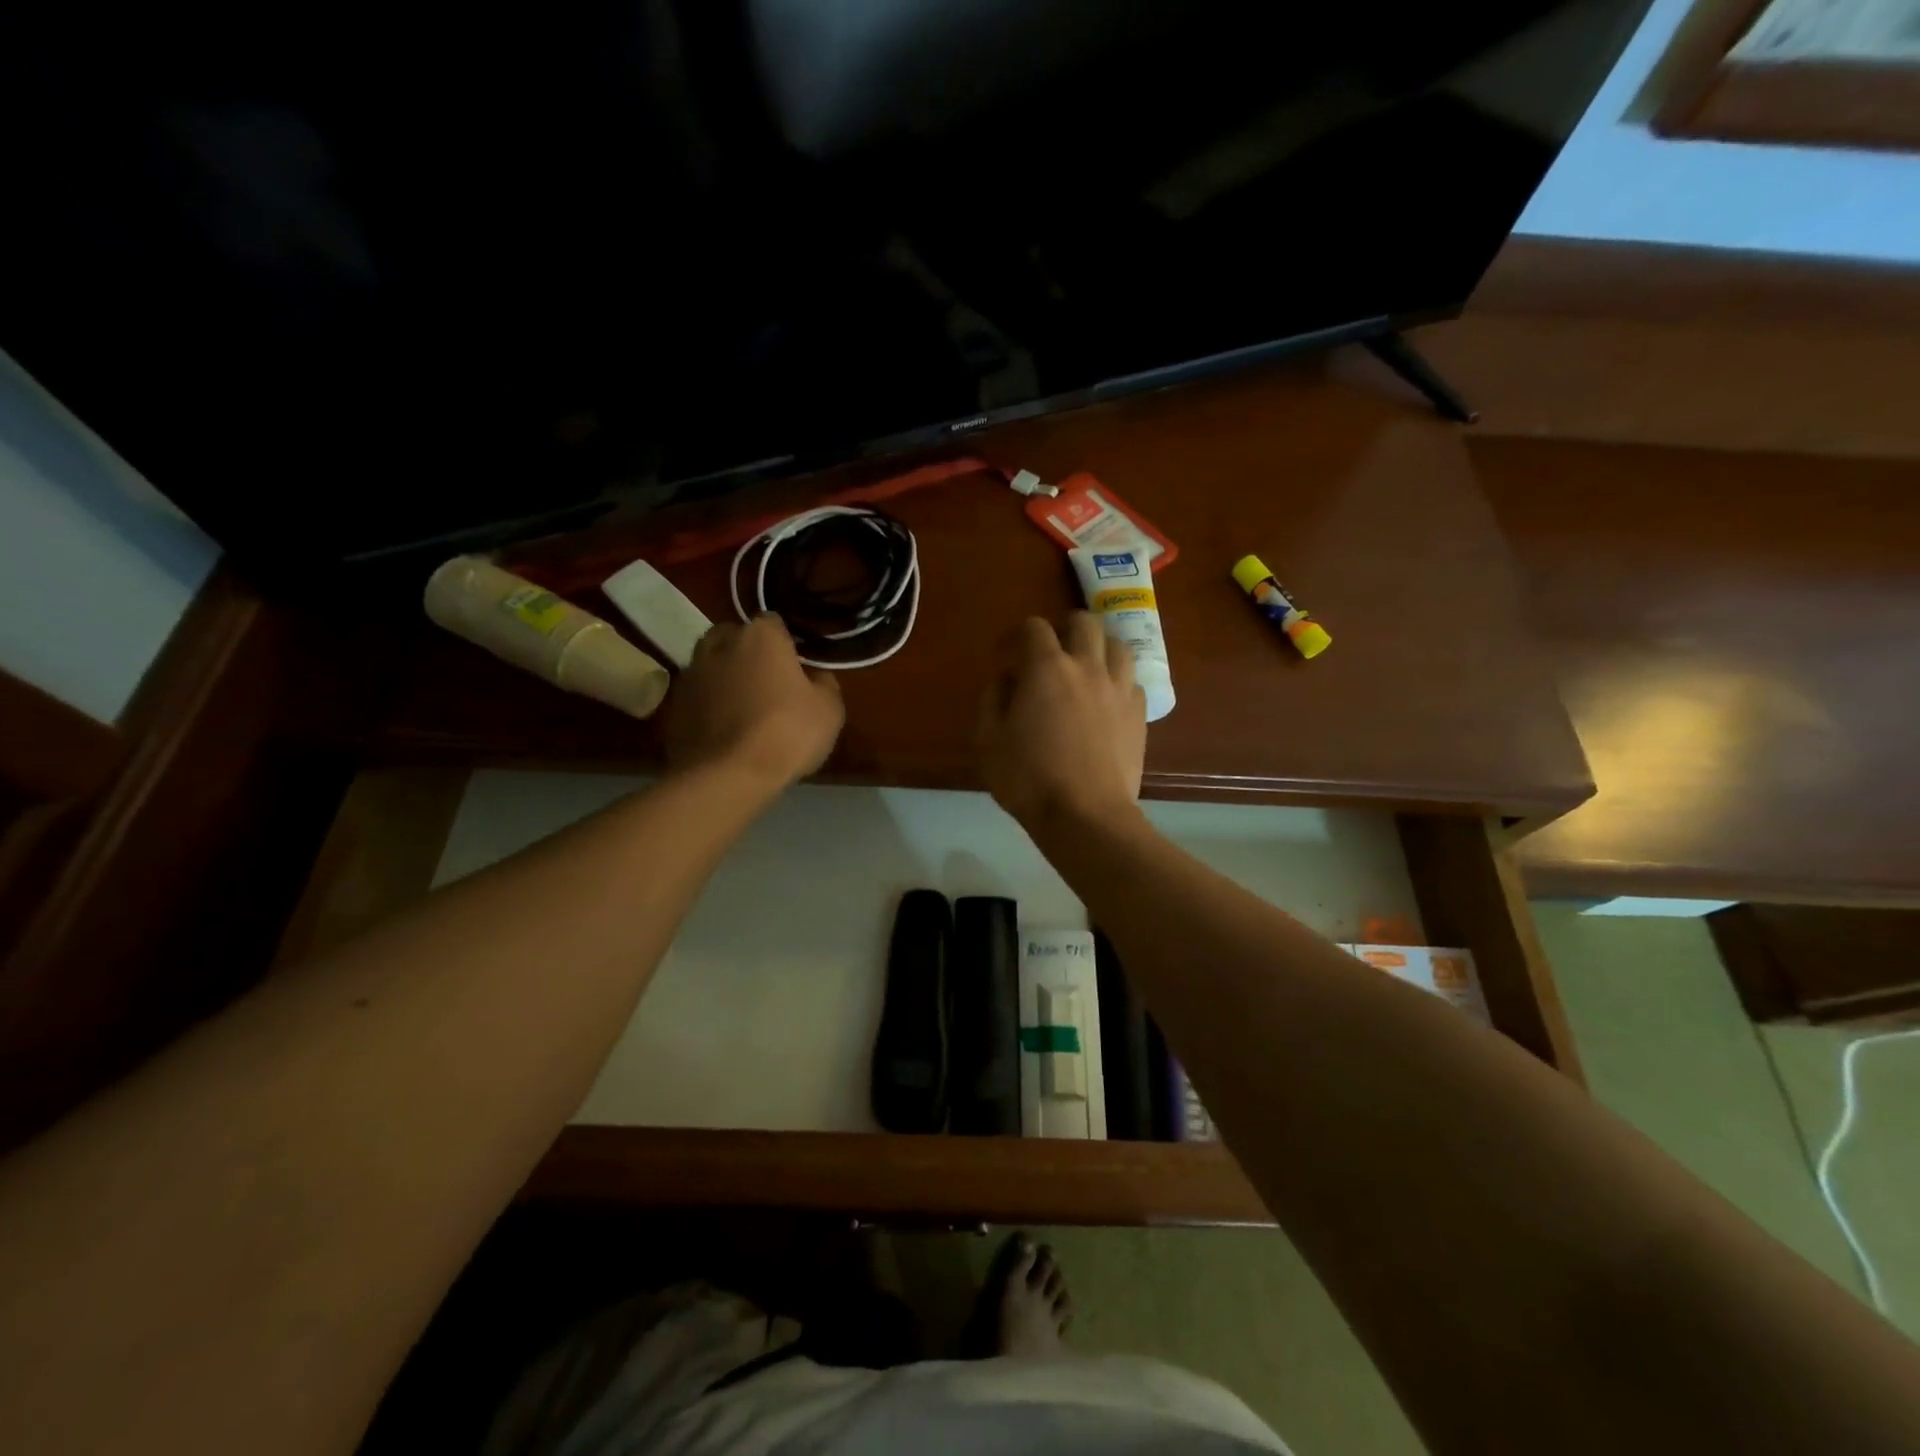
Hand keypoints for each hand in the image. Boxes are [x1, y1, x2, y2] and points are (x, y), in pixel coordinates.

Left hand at [664, 615, 844, 789]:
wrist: (728, 776)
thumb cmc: (787, 733)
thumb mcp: (830, 709)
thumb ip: (823, 683)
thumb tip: (815, 677)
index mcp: (760, 636)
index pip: (773, 622)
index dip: (785, 642)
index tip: (795, 664)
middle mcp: (719, 645)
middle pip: (733, 636)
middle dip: (747, 652)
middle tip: (766, 680)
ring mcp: (691, 674)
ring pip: (711, 665)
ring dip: (724, 677)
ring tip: (742, 706)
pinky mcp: (673, 706)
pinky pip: (698, 696)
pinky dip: (709, 705)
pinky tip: (724, 729)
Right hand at [978, 613, 1146, 832]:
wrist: (1085, 815)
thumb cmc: (1028, 778)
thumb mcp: (988, 740)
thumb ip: (994, 698)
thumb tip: (1007, 678)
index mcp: (1046, 668)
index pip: (1034, 627)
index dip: (1016, 635)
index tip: (1006, 655)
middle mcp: (1088, 667)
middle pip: (1083, 622)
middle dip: (1064, 629)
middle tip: (1051, 654)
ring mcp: (1119, 689)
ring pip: (1117, 645)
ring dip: (1098, 648)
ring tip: (1086, 669)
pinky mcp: (1140, 714)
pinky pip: (1133, 681)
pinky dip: (1118, 681)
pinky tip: (1107, 700)